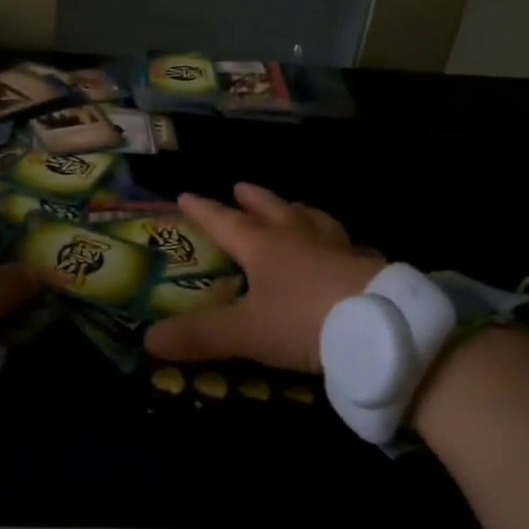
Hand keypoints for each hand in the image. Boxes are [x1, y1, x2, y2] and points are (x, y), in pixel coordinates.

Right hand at [144, 183, 384, 373]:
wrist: (381, 328)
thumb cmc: (303, 320)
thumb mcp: (245, 332)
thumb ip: (199, 336)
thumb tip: (148, 341)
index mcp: (264, 246)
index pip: (224, 221)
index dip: (203, 210)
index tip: (185, 194)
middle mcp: (298, 237)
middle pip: (271, 209)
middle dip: (253, 199)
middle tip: (240, 187)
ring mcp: (336, 248)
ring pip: (313, 219)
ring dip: (297, 210)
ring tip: (294, 207)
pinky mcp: (368, 266)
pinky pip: (349, 245)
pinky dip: (339, 243)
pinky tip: (347, 249)